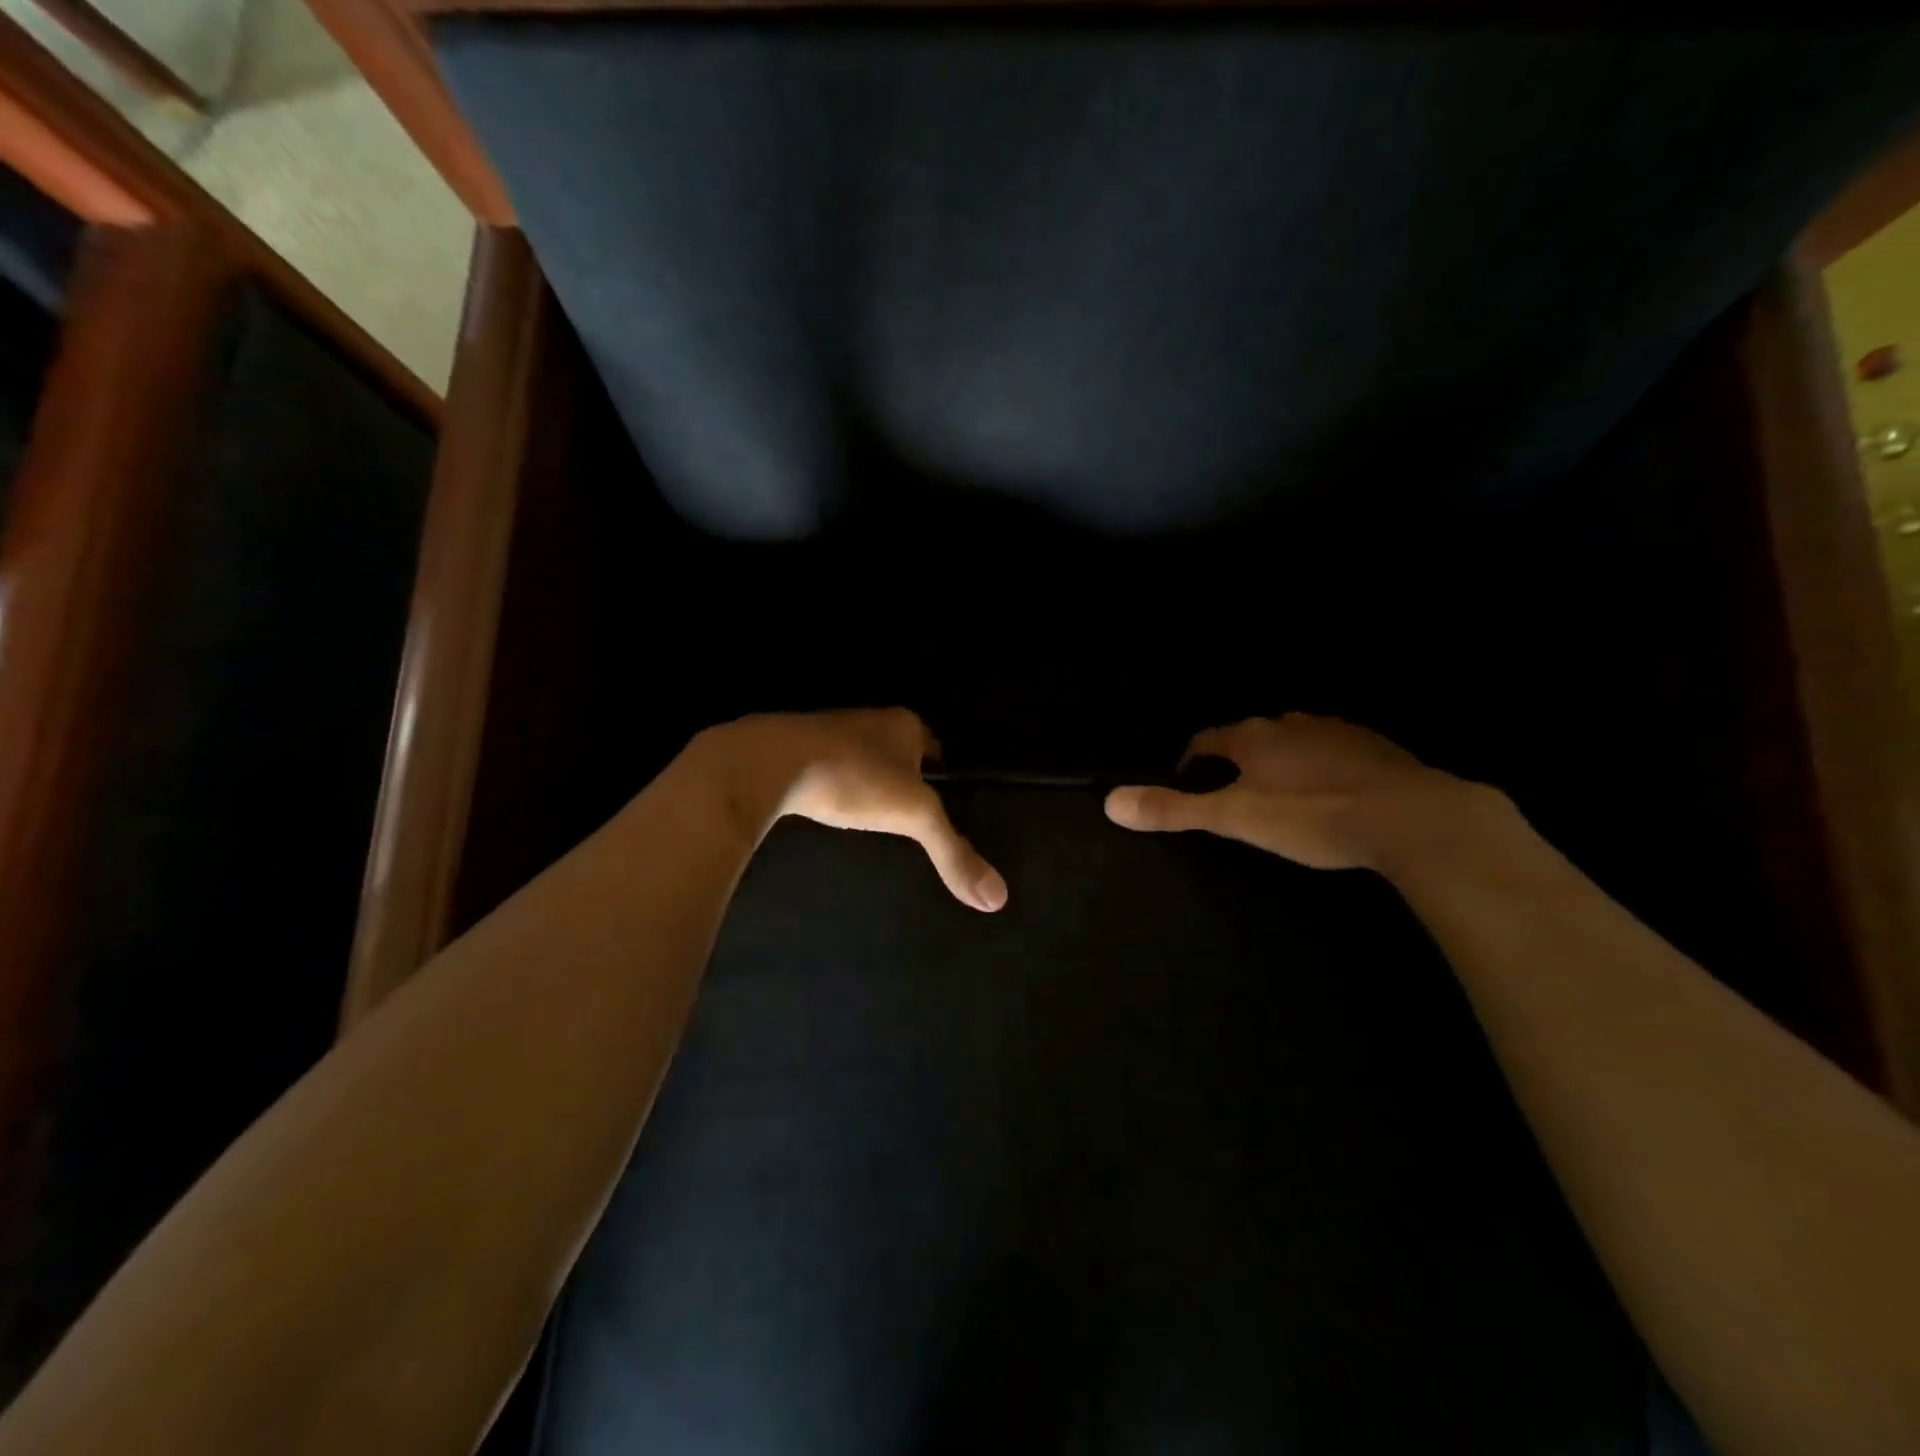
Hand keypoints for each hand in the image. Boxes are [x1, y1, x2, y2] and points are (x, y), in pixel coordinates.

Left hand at [691, 708, 1006, 911]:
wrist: (766, 764)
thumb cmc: (852, 778)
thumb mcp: (913, 816)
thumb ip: (954, 853)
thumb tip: (998, 899)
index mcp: (902, 725)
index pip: (933, 745)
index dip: (939, 771)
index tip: (942, 799)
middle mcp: (867, 720)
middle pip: (896, 749)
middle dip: (903, 775)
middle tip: (909, 812)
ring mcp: (826, 732)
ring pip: (859, 756)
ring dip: (866, 779)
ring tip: (872, 815)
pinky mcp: (792, 749)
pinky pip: (824, 766)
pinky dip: (832, 784)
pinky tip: (829, 807)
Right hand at [1104, 714, 1473, 870]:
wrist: (1411, 817)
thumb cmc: (1311, 816)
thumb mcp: (1235, 818)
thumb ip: (1173, 809)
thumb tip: (1109, 801)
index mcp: (1252, 737)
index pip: (1205, 739)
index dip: (1190, 761)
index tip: (1186, 783)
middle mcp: (1290, 724)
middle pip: (1248, 738)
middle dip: (1235, 762)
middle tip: (1231, 797)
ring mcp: (1335, 731)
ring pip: (1292, 742)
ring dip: (1279, 762)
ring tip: (1279, 798)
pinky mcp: (1375, 747)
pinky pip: (1333, 751)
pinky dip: (1320, 768)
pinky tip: (1331, 795)